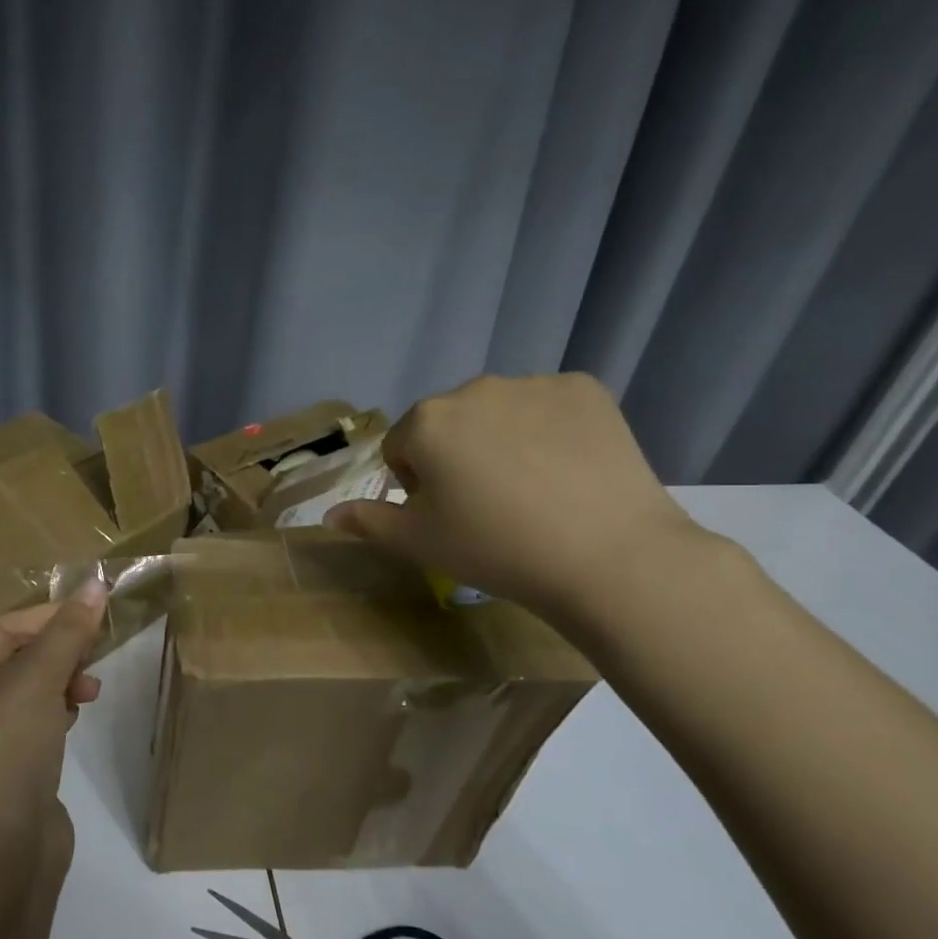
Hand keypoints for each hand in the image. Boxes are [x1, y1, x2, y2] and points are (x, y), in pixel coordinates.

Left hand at [0, 582, 109, 858]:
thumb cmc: (5, 754)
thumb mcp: (35, 683)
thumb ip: (66, 633)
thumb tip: (95, 583)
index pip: (5, 627)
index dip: (50, 617)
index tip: (94, 616)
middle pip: (19, 655)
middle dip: (59, 651)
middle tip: (94, 658)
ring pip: (32, 689)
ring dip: (63, 681)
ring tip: (88, 693)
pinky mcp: (10, 766)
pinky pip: (37, 721)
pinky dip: (58, 711)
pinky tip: (74, 720)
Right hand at [325, 373, 696, 621]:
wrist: (606, 555)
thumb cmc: (496, 549)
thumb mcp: (419, 543)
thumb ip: (369, 522)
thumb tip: (330, 513)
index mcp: (426, 422)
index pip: (401, 447)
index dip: (417, 484)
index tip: (447, 515)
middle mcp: (473, 389)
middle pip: (449, 424)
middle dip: (456, 456)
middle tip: (488, 505)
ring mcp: (533, 383)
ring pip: (499, 412)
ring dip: (501, 440)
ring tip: (534, 489)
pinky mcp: (585, 388)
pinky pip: (550, 406)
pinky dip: (551, 430)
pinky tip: (569, 469)